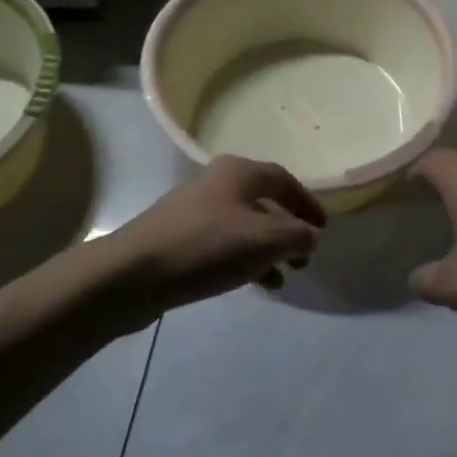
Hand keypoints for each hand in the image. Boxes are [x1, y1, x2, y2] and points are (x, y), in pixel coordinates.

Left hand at [106, 156, 325, 315]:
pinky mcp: (179, 236)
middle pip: (264, 202)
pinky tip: (251, 284)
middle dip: (288, 231)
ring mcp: (195, 209)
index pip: (284, 180)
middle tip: (303, 260)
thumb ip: (297, 236)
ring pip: (244, 226)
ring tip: (281, 279)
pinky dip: (244, 259)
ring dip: (267, 250)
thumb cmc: (207, 247)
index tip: (323, 230)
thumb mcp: (264, 241)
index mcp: (239, 172)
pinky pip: (224, 243)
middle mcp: (217, 182)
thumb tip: (310, 235)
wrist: (134, 273)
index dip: (308, 204)